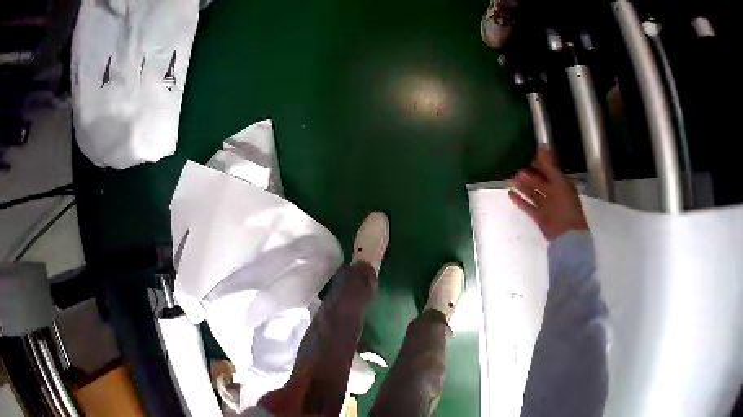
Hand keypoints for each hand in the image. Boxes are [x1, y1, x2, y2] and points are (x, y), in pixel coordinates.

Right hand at [508, 146, 588, 240]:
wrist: (567, 235)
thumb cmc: (565, 206)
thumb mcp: (558, 182)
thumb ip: (549, 166)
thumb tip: (542, 146)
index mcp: (562, 184)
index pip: (550, 170)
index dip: (540, 163)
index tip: (529, 154)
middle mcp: (554, 194)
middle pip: (540, 181)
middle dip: (529, 174)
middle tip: (517, 167)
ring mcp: (546, 206)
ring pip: (532, 193)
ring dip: (522, 186)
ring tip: (511, 178)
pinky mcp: (539, 217)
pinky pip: (528, 206)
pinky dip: (519, 200)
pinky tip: (511, 193)